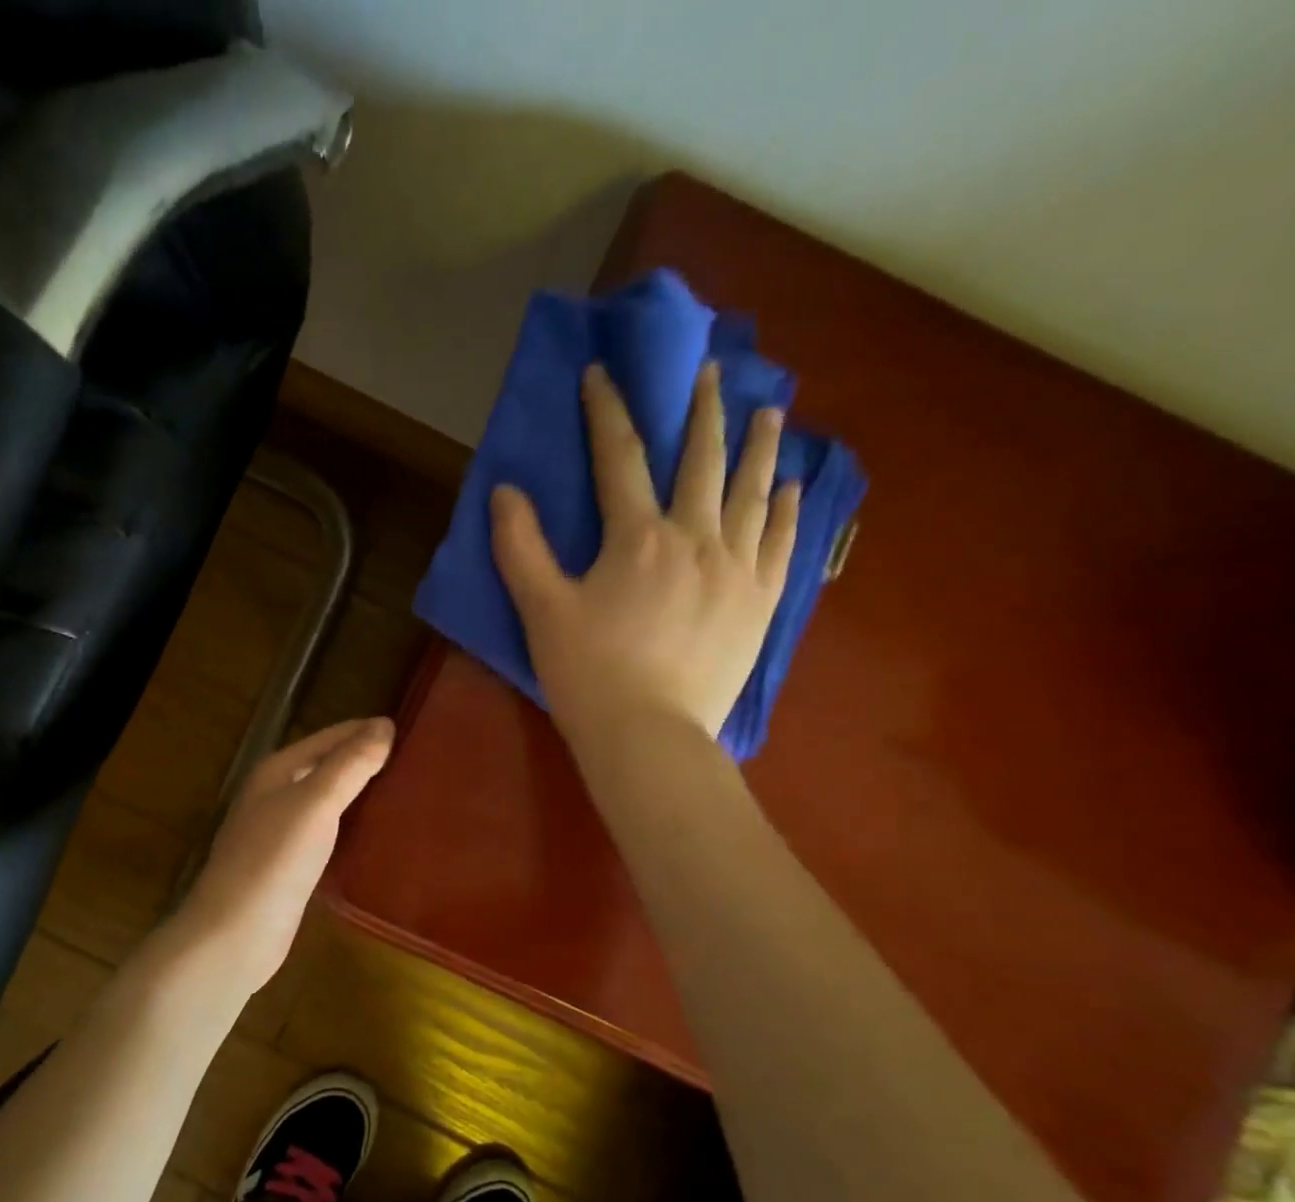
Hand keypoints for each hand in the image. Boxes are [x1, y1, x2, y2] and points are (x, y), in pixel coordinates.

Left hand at [170, 717, 393, 991]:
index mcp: (277, 771)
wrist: (235, 934)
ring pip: (328, 800)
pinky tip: (377, 834)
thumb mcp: (315, 803)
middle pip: (327, 766)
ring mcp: (280, 832)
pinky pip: (328, 832)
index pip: (330, 737)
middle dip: (365, 760)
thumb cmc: (273, 860)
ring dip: (360, 793)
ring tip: (406, 791)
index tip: (412, 730)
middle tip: (417, 761)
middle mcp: (275, 795)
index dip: (366, 731)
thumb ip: (349, 764)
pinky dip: (352, 825)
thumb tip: (385, 725)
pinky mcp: (290, 865)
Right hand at [491, 360, 798, 749]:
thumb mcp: (541, 611)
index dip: (606, 410)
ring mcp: (736, 570)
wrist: (649, 736)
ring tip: (769, 411)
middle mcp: (695, 539)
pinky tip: (790, 489)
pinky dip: (785, 512)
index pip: (619, 457)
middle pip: (701, 461)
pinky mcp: (760, 603)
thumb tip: (504, 491)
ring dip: (759, 447)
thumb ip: (519, 547)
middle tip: (709, 371)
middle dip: (701, 411)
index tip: (602, 373)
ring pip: (752, 493)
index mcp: (638, 538)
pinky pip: (779, 545)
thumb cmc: (588, 674)